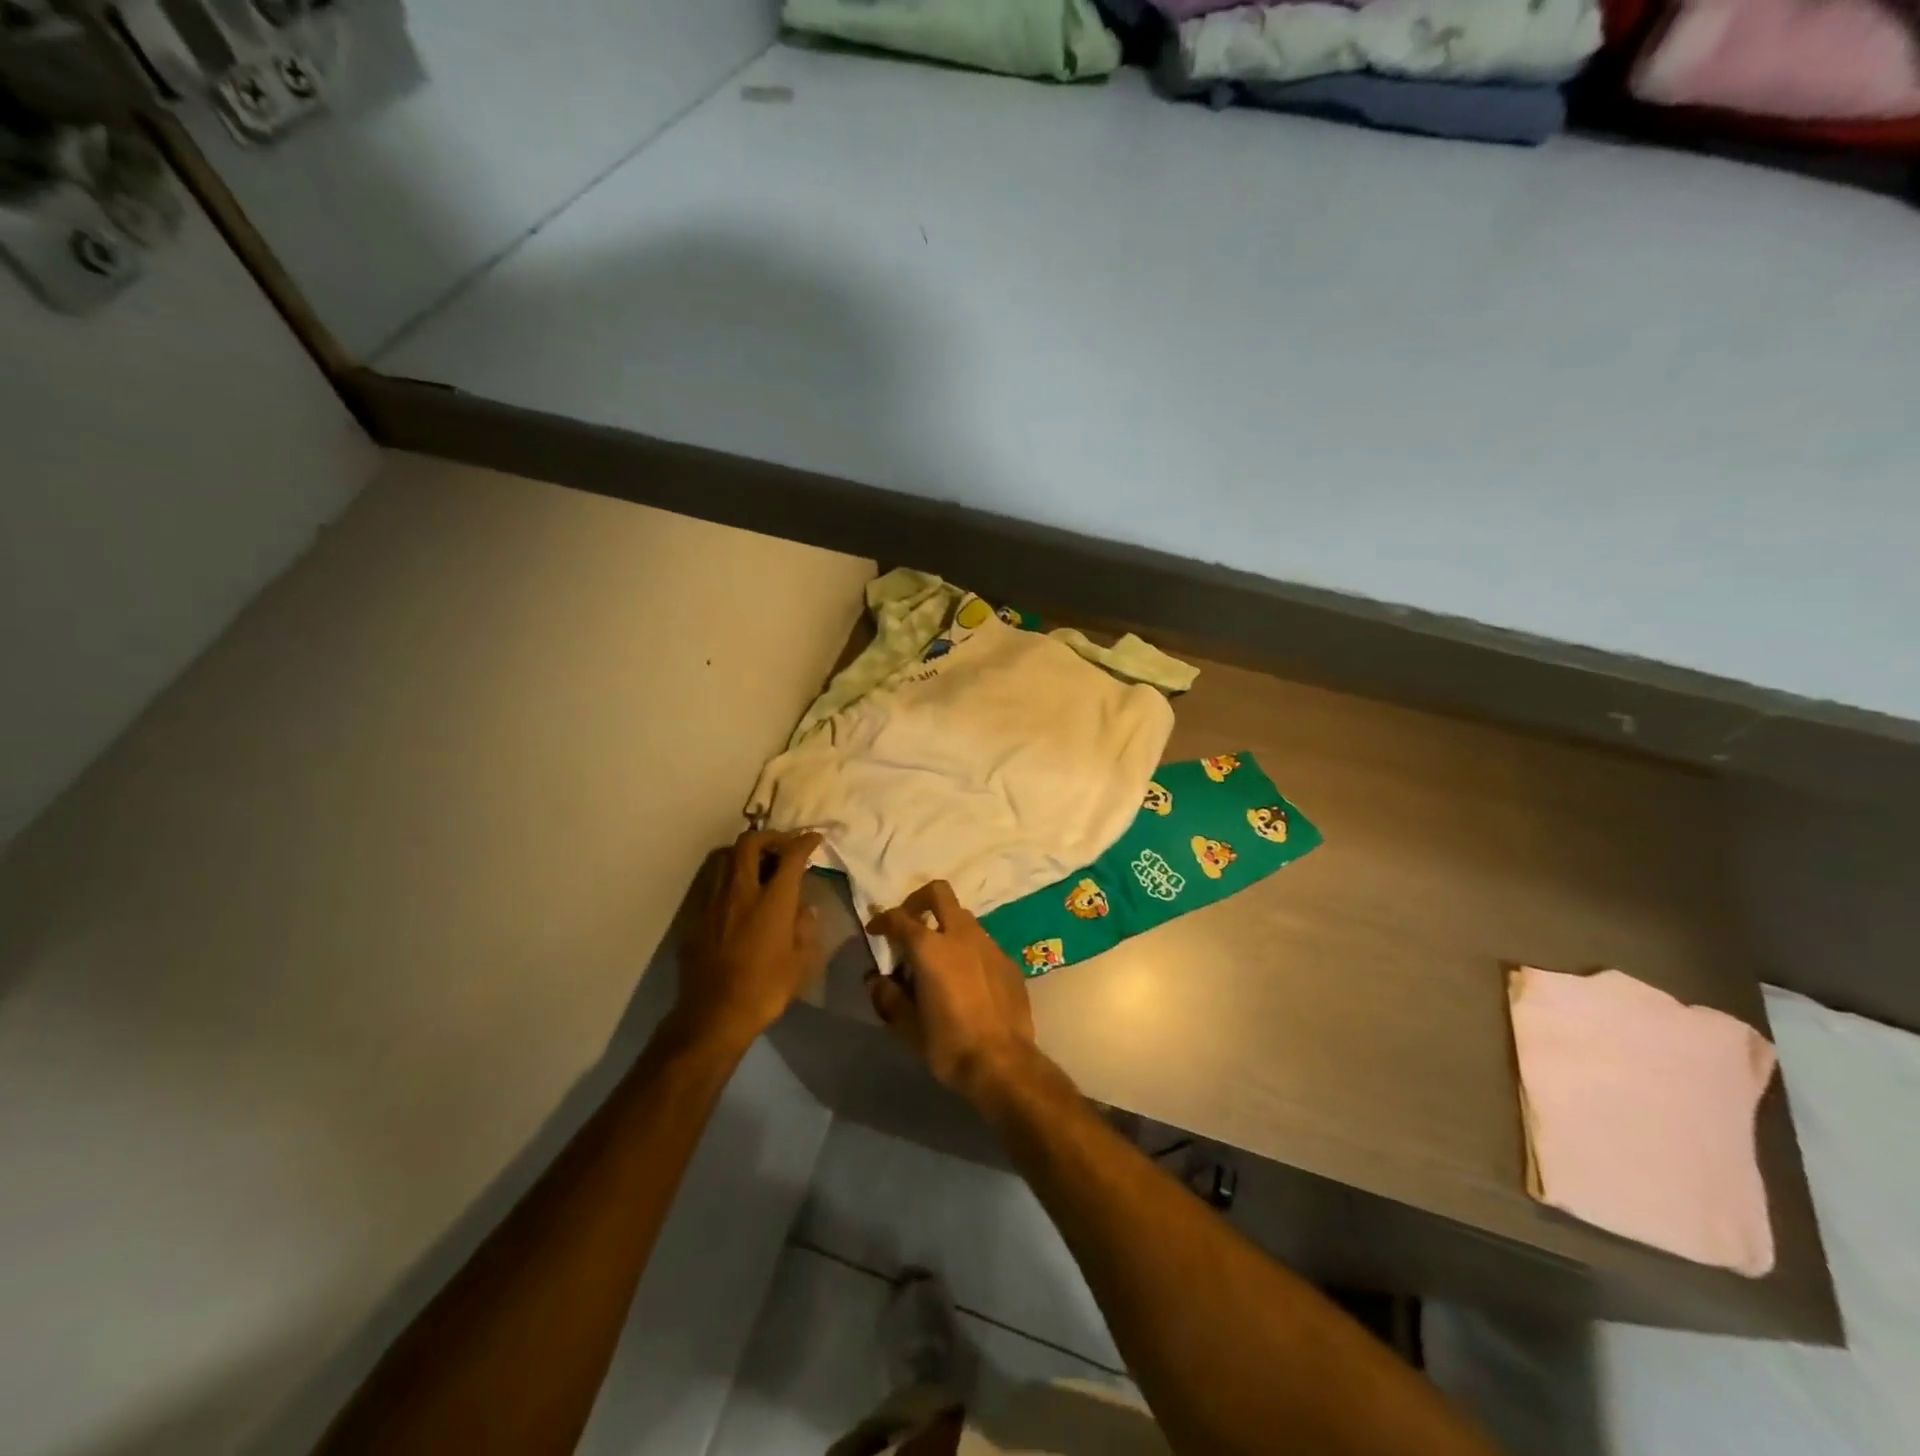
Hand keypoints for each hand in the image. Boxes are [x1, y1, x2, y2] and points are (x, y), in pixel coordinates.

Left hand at [679, 829, 823, 1047]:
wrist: (713, 1016)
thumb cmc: (765, 990)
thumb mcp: (801, 962)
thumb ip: (805, 928)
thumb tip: (804, 909)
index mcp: (773, 901)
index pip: (791, 856)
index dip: (804, 842)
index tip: (813, 839)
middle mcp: (741, 892)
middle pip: (750, 843)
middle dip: (769, 837)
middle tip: (783, 847)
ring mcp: (713, 902)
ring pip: (725, 858)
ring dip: (744, 854)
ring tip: (759, 867)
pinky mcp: (696, 918)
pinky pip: (712, 884)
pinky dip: (729, 880)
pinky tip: (738, 898)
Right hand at [865, 881, 1036, 1103]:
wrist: (1003, 1064)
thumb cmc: (949, 1045)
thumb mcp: (908, 1027)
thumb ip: (889, 997)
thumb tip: (877, 981)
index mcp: (930, 948)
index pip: (900, 918)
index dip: (882, 921)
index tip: (875, 931)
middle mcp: (961, 935)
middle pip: (939, 893)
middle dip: (919, 900)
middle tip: (909, 922)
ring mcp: (989, 945)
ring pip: (964, 917)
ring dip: (946, 926)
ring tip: (937, 957)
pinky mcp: (1008, 961)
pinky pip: (982, 943)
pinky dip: (967, 949)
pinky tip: (965, 979)